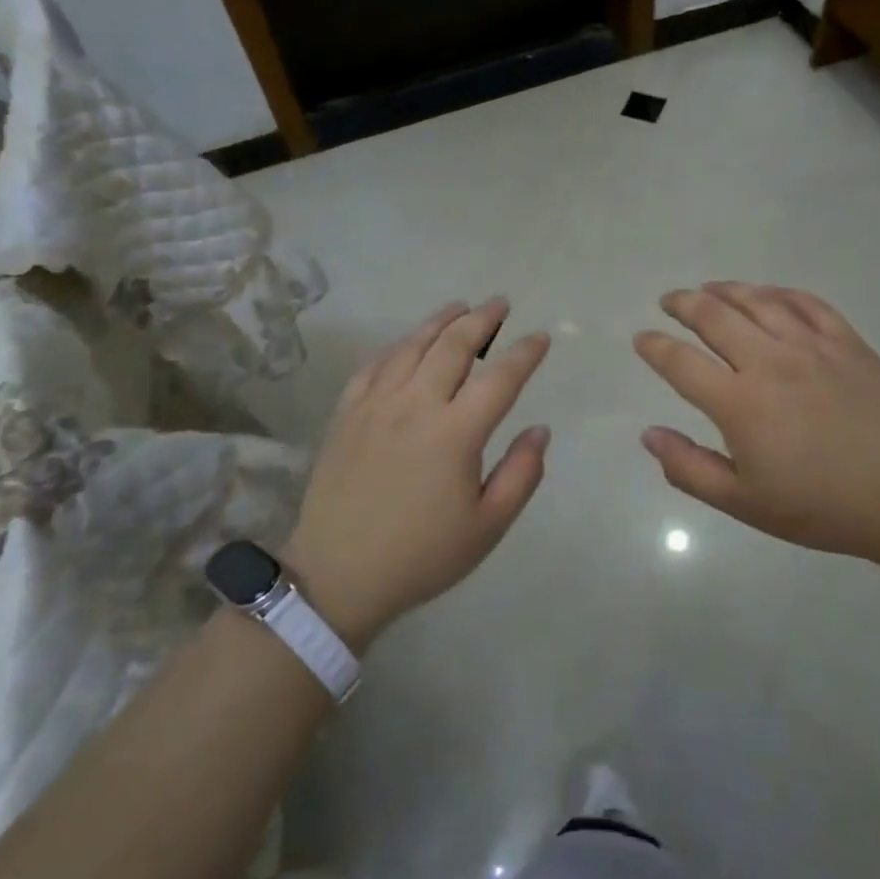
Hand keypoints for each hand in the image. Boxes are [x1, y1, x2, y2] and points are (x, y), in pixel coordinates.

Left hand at [282, 298, 550, 649]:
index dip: (525, 353)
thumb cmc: (422, 555)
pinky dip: (397, 345)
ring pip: (412, 346)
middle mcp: (415, 406)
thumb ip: (522, 474)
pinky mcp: (346, 414)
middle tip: (500, 304)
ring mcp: (375, 405)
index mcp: (455, 433)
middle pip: (454, 346)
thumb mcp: (487, 527)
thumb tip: (539, 430)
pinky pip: (374, 364)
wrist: (338, 575)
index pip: (500, 378)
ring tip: (460, 308)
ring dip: (440, 321)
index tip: (541, 337)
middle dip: (482, 319)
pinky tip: (407, 342)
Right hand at [635, 282, 879, 560]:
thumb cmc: (819, 506)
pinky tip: (769, 294)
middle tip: (670, 301)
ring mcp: (811, 346)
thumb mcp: (743, 503)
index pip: (680, 362)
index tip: (641, 339)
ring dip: (726, 290)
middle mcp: (769, 361)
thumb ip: (689, 467)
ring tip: (709, 288)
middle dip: (684, 303)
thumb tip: (648, 434)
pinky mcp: (847, 342)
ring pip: (758, 300)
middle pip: (714, 317)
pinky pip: (806, 303)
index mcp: (739, 402)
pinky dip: (779, 292)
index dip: (654, 347)